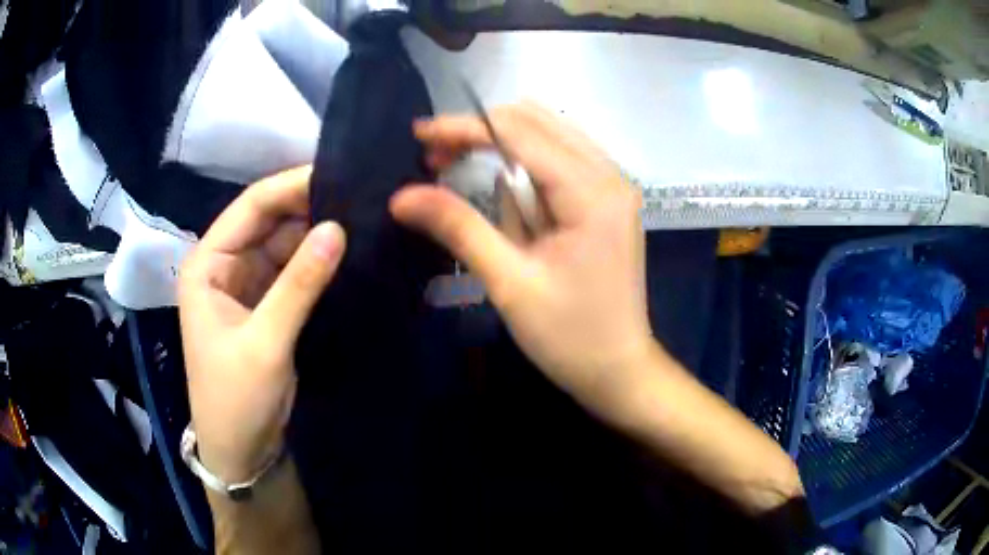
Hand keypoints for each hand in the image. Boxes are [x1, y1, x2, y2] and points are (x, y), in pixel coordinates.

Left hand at [178, 167, 345, 482]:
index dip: (290, 187)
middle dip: (309, 207)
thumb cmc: (235, 398)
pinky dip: (317, 262)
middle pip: (269, 221)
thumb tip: (338, 229)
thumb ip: (299, 285)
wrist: (241, 451)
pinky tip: (348, 251)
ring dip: (317, 234)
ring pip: (285, 245)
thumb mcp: (265, 342)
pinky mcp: (267, 305)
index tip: (338, 173)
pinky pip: (293, 272)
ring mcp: (248, 285)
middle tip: (360, 195)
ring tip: (363, 217)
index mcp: (208, 264)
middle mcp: (225, 265)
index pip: (251, 207)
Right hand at [391, 103, 655, 413]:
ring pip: (550, 135)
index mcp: (593, 192)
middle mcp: (610, 175)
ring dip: (502, 145)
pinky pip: (560, 161)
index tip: (420, 134)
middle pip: (538, 123)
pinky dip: (524, 165)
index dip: (465, 128)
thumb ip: (459, 227)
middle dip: (482, 132)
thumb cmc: (569, 337)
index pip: (520, 134)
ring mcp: (614, 186)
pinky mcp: (608, 201)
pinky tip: (501, 188)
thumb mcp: (510, 283)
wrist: (619, 371)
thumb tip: (402, 196)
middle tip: (436, 158)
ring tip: (458, 169)